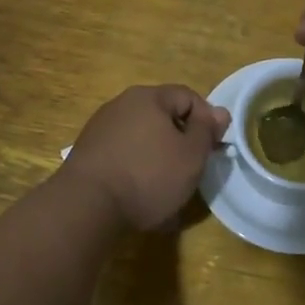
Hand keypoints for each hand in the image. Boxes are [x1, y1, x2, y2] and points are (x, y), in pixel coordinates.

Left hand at [62, 85, 230, 229]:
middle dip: (181, 140)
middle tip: (193, 168)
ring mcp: (100, 128)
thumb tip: (219, 112)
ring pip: (142, 138)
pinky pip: (123, 156)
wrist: (86, 207)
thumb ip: (207, 130)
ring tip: (168, 187)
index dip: (207, 119)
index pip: (188, 96)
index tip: (214, 147)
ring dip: (159, 157)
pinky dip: (137, 170)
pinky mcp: (87, 154)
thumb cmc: (148, 175)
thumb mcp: (191, 155)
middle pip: (163, 116)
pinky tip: (141, 195)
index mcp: (148, 97)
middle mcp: (121, 104)